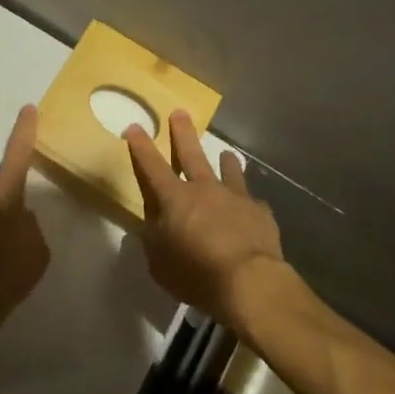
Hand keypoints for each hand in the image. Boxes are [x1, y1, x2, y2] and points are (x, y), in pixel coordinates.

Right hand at [128, 110, 284, 329]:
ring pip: (228, 170)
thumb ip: (153, 241)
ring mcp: (235, 197)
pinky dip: (248, 203)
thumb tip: (150, 226)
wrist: (250, 281)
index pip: (152, 166)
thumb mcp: (160, 264)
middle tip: (180, 112)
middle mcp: (204, 189)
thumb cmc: (197, 274)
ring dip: (225, 161)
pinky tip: (251, 207)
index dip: (141, 146)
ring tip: (226, 153)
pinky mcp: (259, 212)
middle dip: (182, 133)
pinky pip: (252, 201)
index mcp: (175, 199)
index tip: (134, 126)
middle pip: (191, 154)